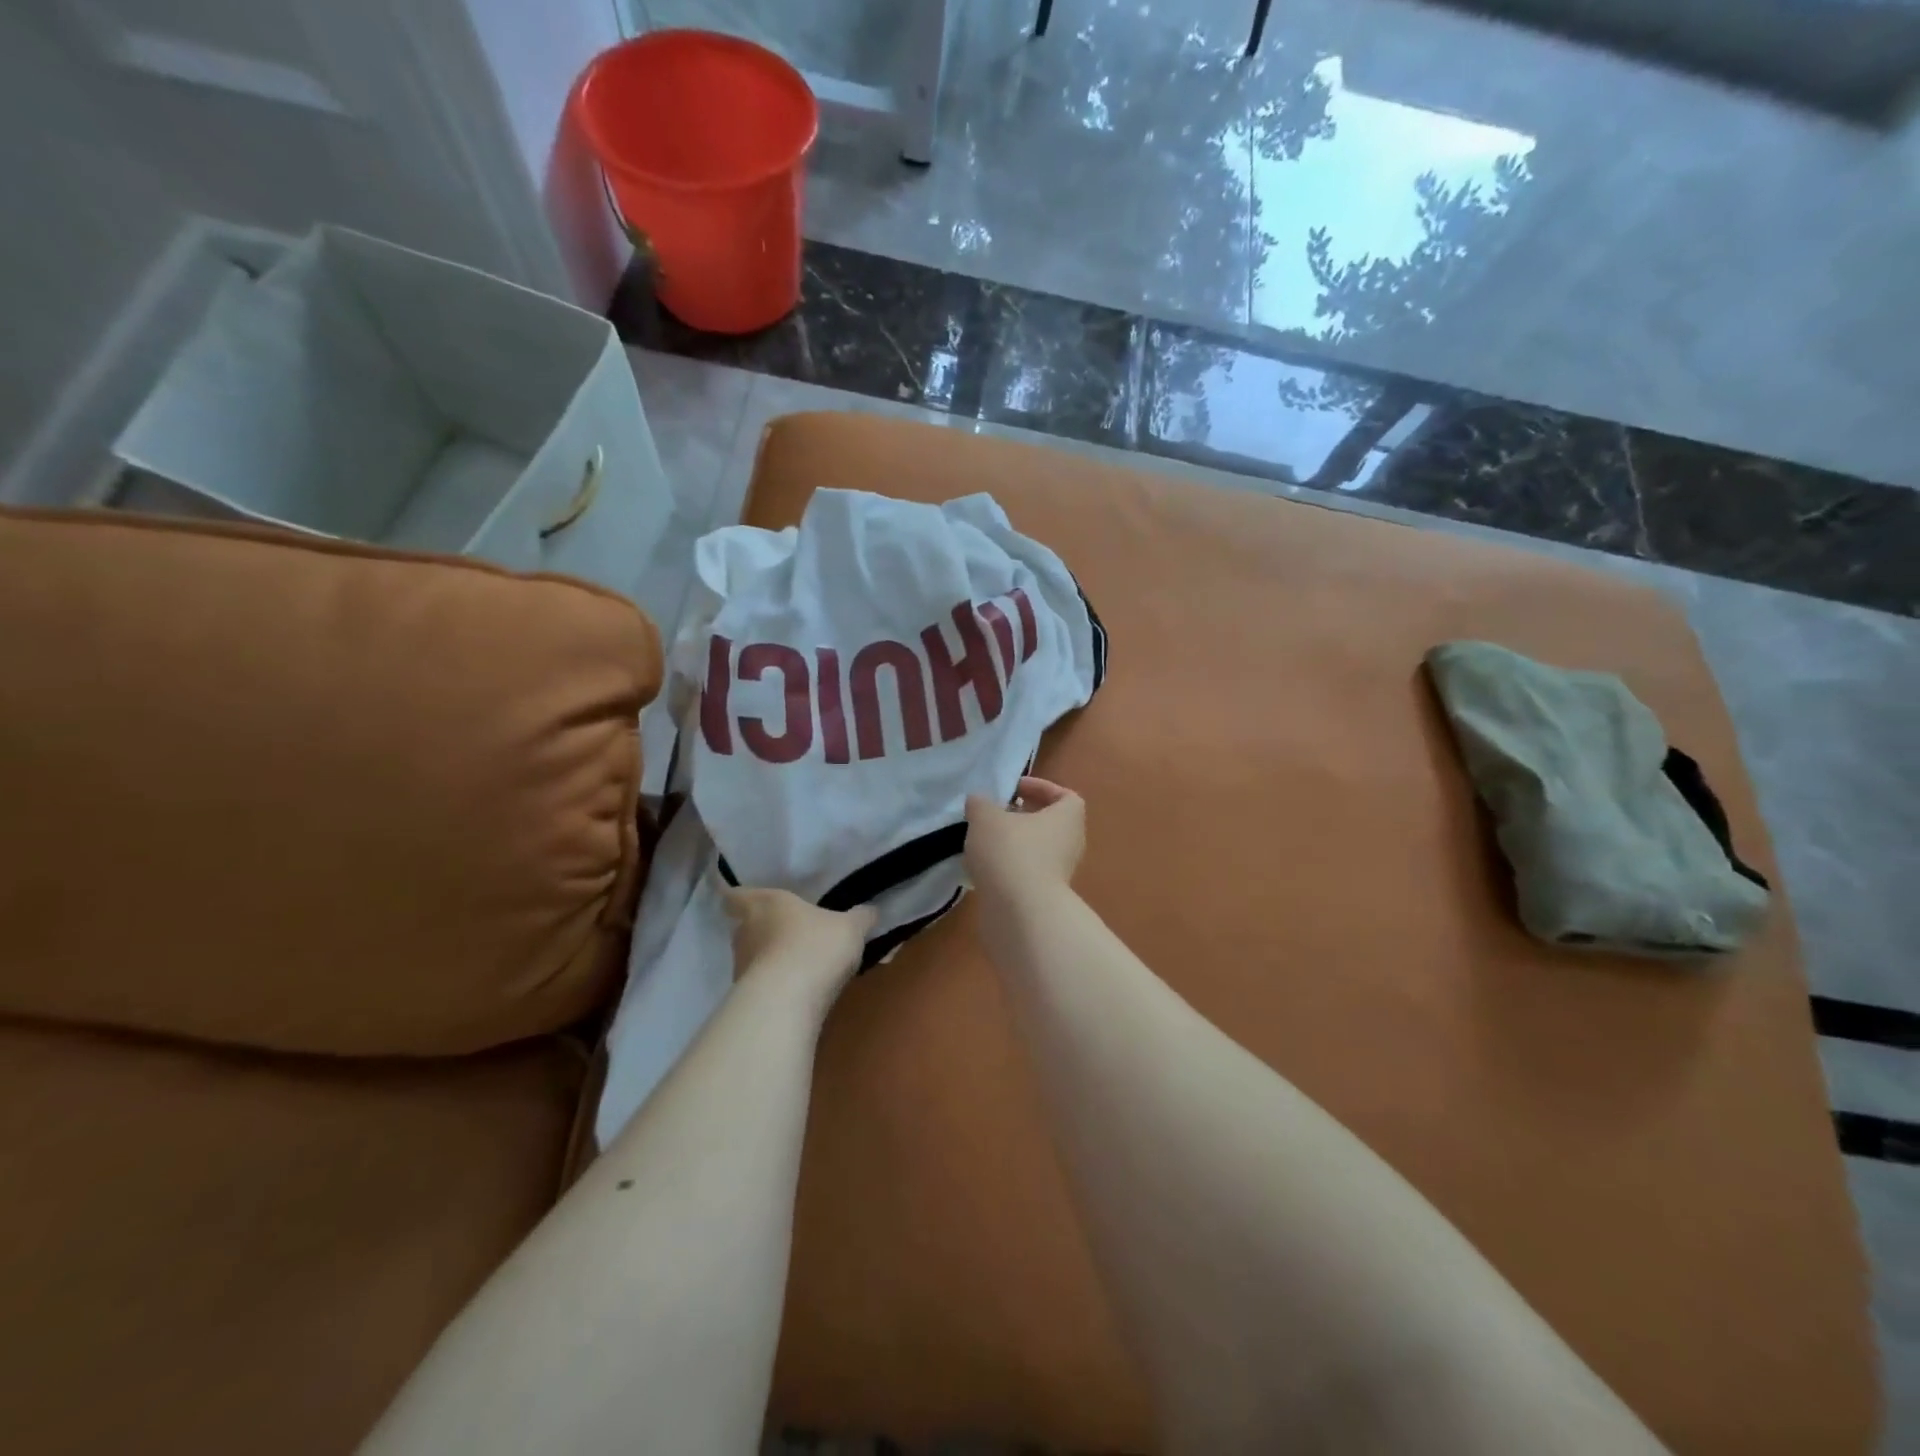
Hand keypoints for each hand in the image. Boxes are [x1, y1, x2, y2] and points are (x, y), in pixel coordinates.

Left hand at [723, 887, 874, 1000]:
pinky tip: (796, 990)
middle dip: (761, 929)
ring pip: (752, 957)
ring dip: (768, 959)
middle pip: (744, 927)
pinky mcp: (748, 998)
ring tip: (795, 963)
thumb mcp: (850, 927)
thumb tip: (870, 910)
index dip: (738, 897)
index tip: (742, 899)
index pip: (735, 896)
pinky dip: (774, 985)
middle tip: (785, 930)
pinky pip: (761, 984)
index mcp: (764, 904)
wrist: (788, 1001)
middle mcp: (745, 932)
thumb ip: (860, 917)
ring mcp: (742, 968)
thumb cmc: (815, 945)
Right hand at [964, 776, 1085, 906]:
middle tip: (995, 814)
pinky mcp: (1043, 897)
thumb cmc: (1010, 852)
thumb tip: (978, 802)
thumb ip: (980, 804)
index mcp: (1067, 818)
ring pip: (1036, 850)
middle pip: (1049, 823)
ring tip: (982, 841)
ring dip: (1012, 843)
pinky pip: (1026, 873)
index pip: (1065, 796)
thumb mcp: (985, 818)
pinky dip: (1007, 867)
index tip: (1014, 790)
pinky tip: (983, 868)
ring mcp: (1059, 874)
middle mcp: (1070, 844)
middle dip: (1022, 817)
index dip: (1041, 788)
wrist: (1020, 912)